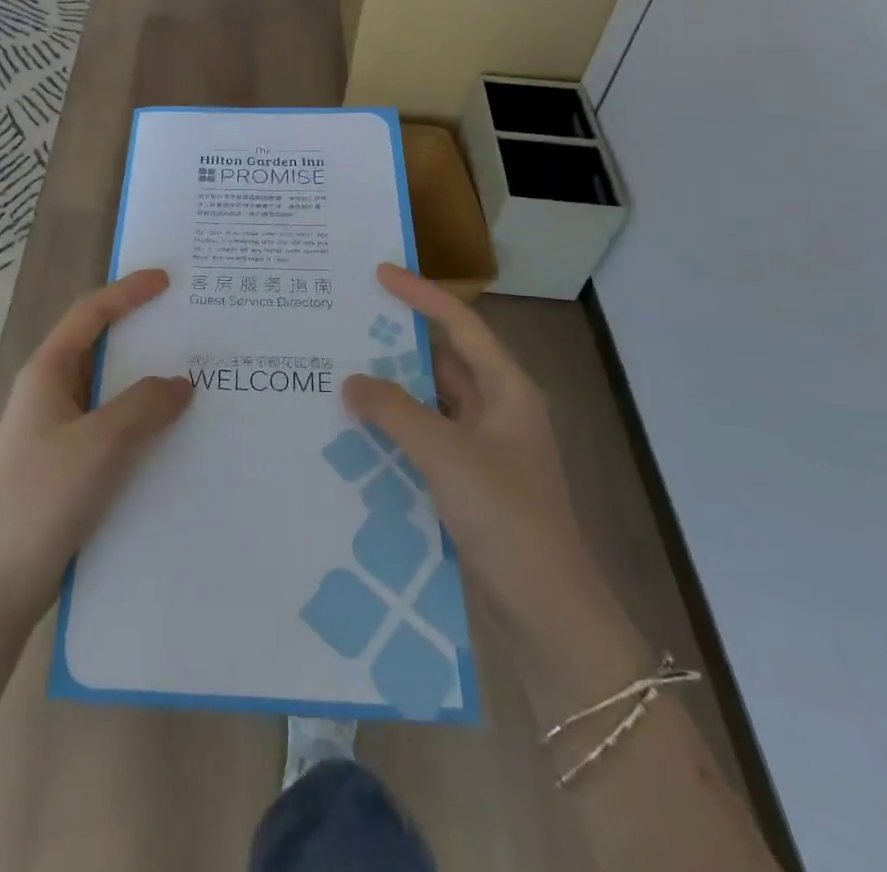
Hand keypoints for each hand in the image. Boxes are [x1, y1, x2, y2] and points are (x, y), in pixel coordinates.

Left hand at [0, 270, 190, 621]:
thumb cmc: (44, 498)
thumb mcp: (100, 444)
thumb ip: (144, 405)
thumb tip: (181, 383)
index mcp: (47, 373)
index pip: (90, 314)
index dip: (128, 292)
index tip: (166, 280)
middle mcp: (49, 392)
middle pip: (100, 347)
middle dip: (143, 335)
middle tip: (189, 328)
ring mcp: (56, 429)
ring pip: (108, 390)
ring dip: (145, 381)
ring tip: (192, 378)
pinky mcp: (65, 463)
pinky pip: (110, 425)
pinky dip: (139, 418)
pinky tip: (170, 434)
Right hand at [343, 266, 617, 659]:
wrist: (546, 613)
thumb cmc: (506, 518)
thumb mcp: (446, 455)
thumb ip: (396, 411)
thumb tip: (352, 382)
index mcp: (508, 391)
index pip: (460, 325)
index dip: (421, 294)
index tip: (379, 273)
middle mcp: (498, 411)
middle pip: (443, 361)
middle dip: (398, 343)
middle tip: (347, 324)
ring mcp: (484, 449)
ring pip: (431, 402)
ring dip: (393, 390)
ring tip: (340, 371)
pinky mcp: (469, 482)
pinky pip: (425, 439)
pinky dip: (395, 429)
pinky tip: (357, 430)